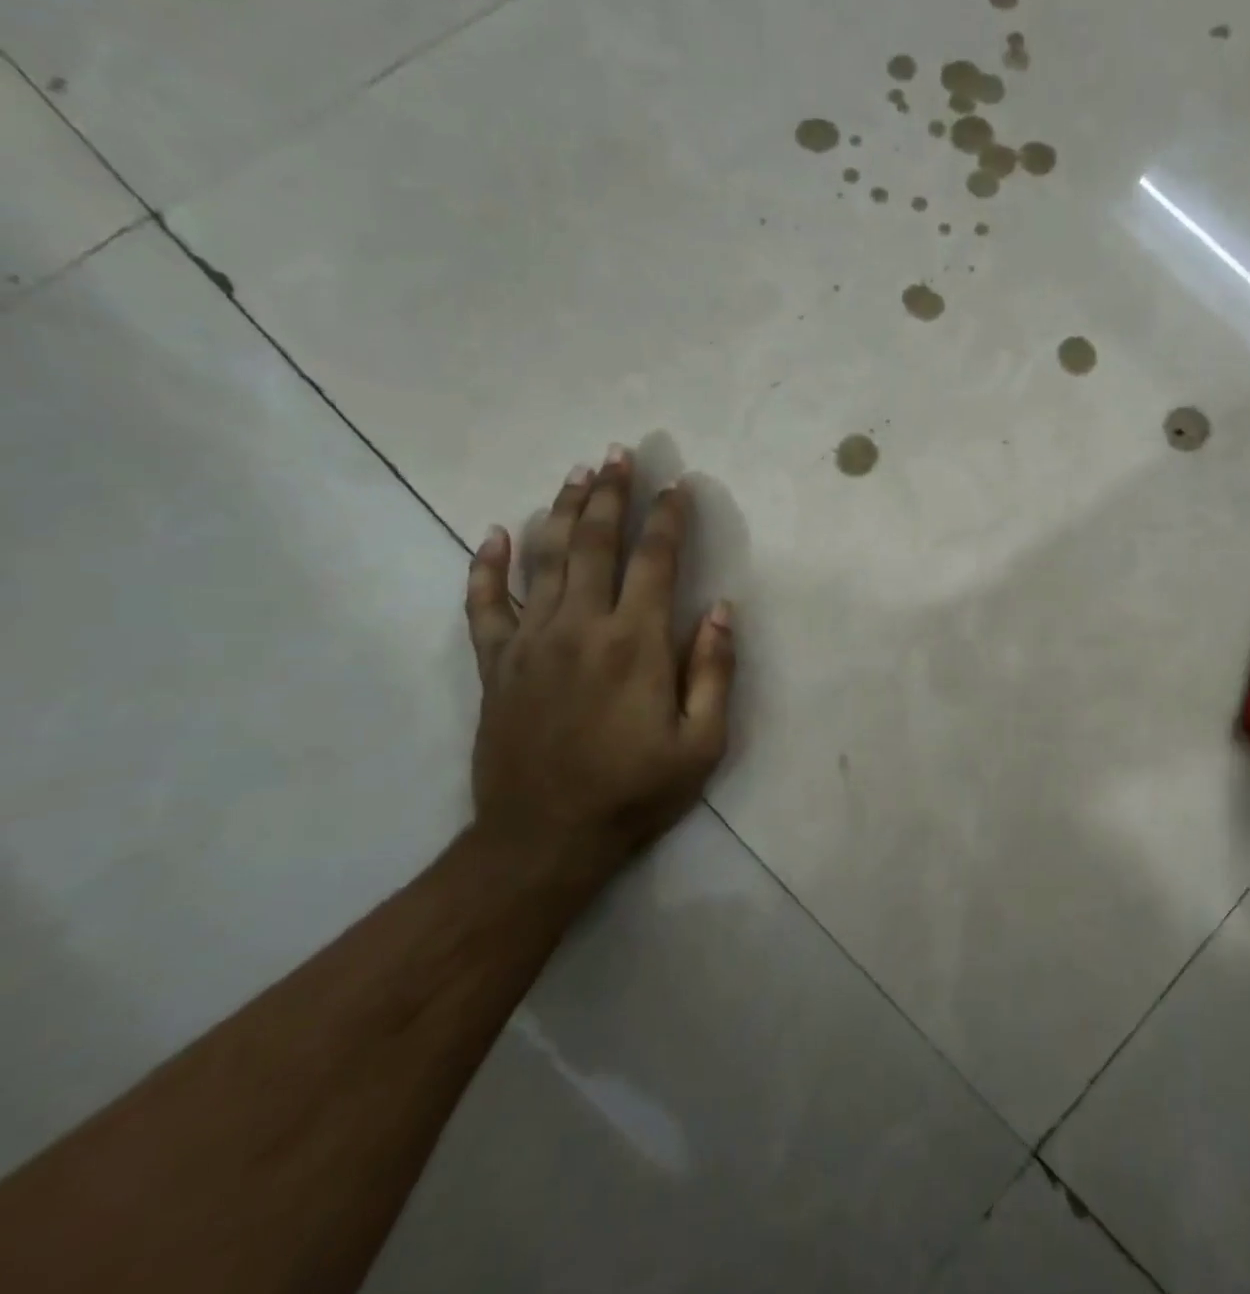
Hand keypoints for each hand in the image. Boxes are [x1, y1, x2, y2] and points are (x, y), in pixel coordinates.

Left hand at [462, 446, 734, 883]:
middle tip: (618, 453)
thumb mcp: (702, 742)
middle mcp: (581, 626)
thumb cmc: (635, 792)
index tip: (677, 484)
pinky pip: (485, 604)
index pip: (656, 560)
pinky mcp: (494, 664)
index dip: (668, 518)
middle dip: (610, 494)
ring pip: (545, 559)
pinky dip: (487, 566)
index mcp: (636, 642)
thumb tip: (720, 609)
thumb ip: (714, 670)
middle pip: (594, 543)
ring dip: (562, 511)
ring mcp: (530, 642)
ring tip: (576, 474)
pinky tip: (495, 535)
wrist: (542, 840)